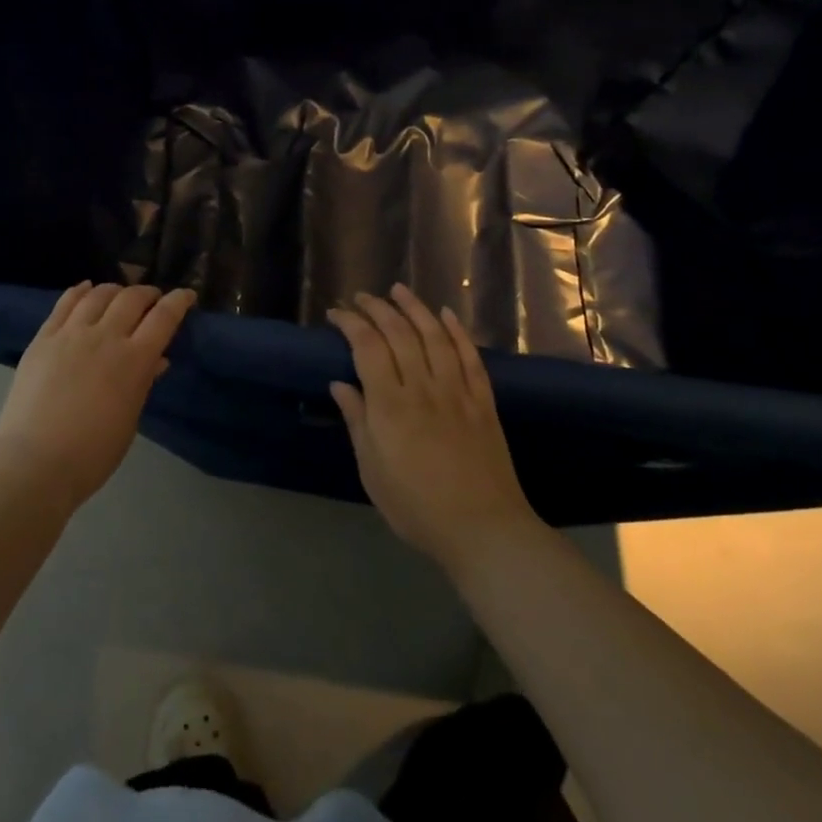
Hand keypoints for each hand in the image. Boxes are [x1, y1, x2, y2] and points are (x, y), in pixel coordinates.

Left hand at [0, 282, 196, 508]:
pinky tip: (86, 288)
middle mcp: (104, 337)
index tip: (186, 295)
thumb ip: (142, 383)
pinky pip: (64, 303)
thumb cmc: (92, 454)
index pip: (164, 318)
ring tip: (119, 294)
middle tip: (152, 298)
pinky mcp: (43, 338)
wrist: (34, 461)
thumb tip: (156, 360)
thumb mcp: (129, 420)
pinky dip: (80, 291)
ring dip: (115, 290)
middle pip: (131, 298)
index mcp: (133, 360)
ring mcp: (70, 334)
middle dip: (147, 293)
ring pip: (98, 294)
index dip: (178, 301)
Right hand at [327, 286, 538, 570]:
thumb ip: (357, 422)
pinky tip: (447, 316)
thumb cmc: (416, 506)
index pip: (367, 347)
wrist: (484, 530)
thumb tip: (339, 384)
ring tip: (399, 290)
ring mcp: (457, 392)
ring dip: (415, 308)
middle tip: (362, 297)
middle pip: (399, 333)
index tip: (337, 314)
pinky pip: (470, 357)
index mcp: (390, 405)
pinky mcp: (483, 402)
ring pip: (435, 336)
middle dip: (378, 309)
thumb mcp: (372, 470)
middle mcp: (423, 388)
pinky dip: (458, 332)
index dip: (351, 324)